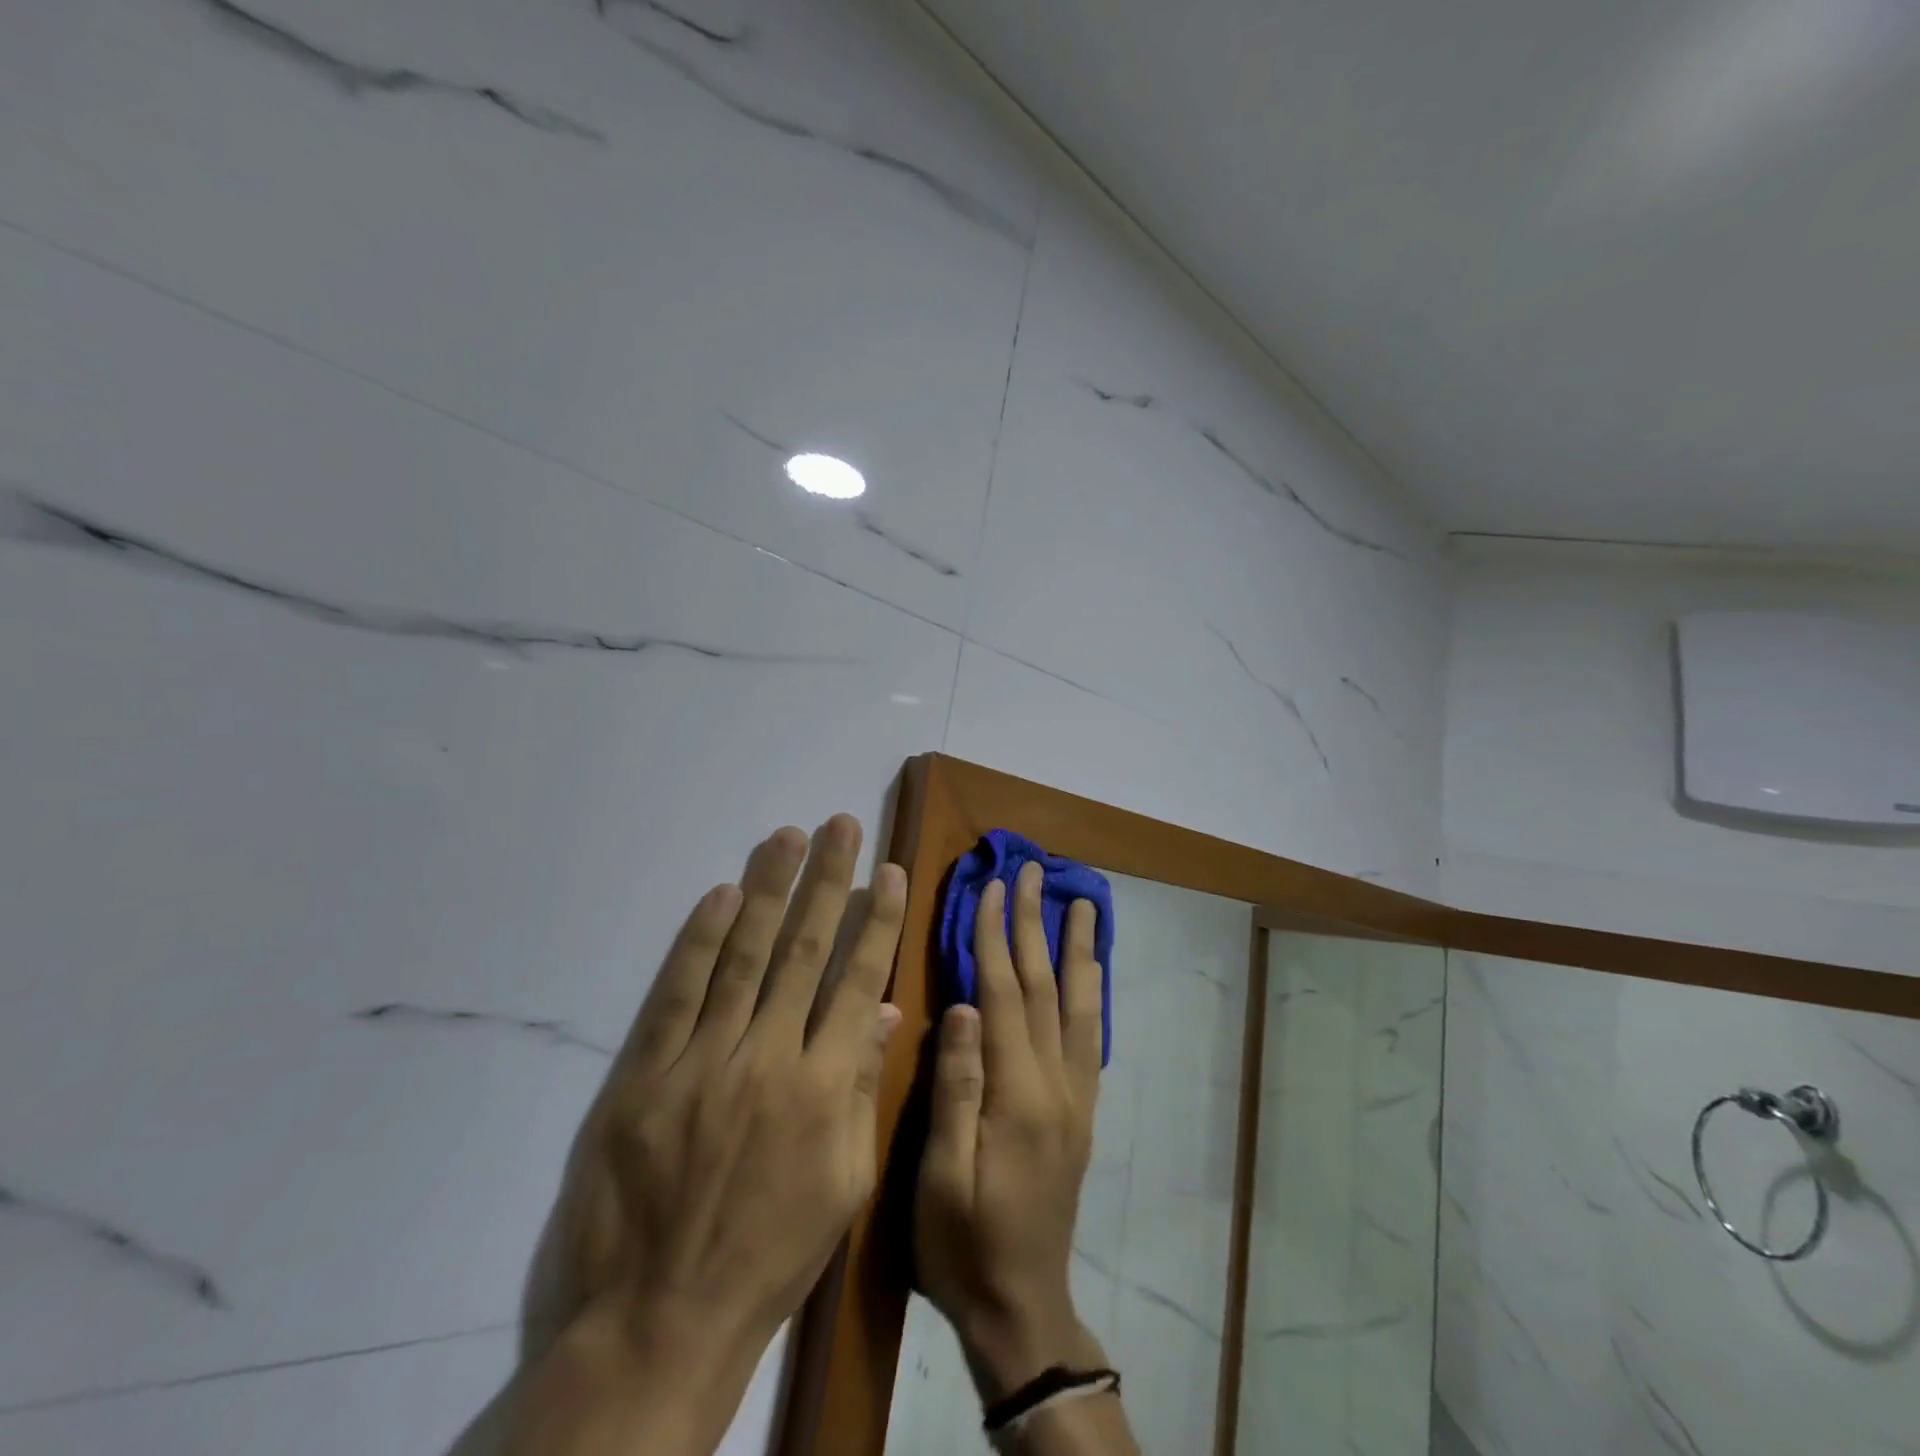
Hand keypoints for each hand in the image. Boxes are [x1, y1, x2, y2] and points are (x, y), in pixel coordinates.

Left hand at [512, 815, 907, 1455]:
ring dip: (768, 888)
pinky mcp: (646, 1071)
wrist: (658, 1319)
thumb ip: (863, 1088)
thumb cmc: (769, 1253)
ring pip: (744, 954)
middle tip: (841, 824)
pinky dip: (701, 939)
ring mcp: (704, 1059)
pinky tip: (721, 894)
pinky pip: (679, 991)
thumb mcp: (844, 1183)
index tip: (890, 870)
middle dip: (828, 880)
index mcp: (826, 1086)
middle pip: (805, 949)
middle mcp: (771, 1056)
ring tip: (788, 836)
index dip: (877, 919)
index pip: (858, 978)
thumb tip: (882, 1010)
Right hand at [914, 861, 1104, 1398]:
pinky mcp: (1082, 1109)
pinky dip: (1092, 991)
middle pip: (1045, 986)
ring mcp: (1076, 1094)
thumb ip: (954, 1088)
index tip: (990, 887)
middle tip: (1034, 871)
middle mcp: (1056, 1083)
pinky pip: (1091, 1035)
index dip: (995, 936)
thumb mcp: (939, 1177)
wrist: (1023, 1305)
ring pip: (1079, 1004)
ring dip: (1077, 947)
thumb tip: (961, 1006)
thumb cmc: (964, 1243)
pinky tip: (1092, 968)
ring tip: (1083, 902)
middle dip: (1036, 923)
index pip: (1004, 994)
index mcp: (1017, 1094)